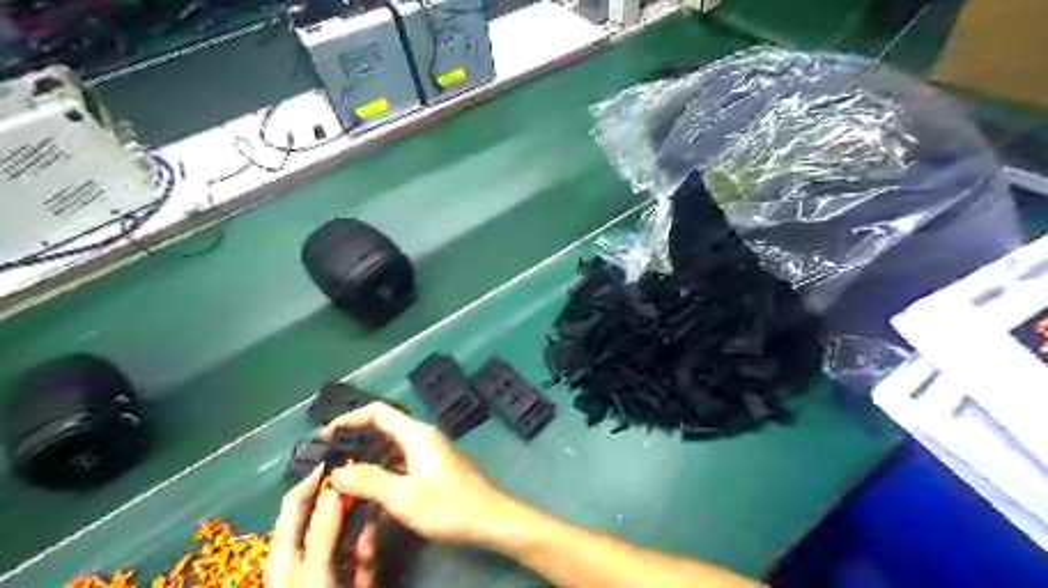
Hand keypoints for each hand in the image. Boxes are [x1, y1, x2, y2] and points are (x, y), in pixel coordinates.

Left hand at [266, 464, 380, 587]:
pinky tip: (383, 517)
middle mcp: (309, 551)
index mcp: (287, 550)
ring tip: (379, 480)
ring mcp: (333, 563)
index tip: (338, 453)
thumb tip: (332, 487)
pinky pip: (364, 548)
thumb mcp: (312, 571)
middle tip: (367, 462)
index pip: (296, 503)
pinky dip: (372, 534)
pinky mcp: (354, 575)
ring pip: (348, 527)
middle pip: (325, 512)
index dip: (312, 479)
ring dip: (362, 507)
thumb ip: (322, 529)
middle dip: (343, 489)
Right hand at [324, 402, 513, 543]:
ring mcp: (429, 454)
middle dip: (356, 446)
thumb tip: (338, 471)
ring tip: (344, 486)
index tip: (326, 436)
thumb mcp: (402, 496)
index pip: (378, 412)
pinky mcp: (433, 470)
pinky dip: (384, 478)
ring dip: (369, 467)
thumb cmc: (446, 504)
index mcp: (415, 434)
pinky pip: (401, 467)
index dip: (350, 418)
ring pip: (390, 453)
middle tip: (330, 465)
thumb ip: (368, 480)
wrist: (488, 520)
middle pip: (383, 431)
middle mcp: (422, 438)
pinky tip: (371, 502)